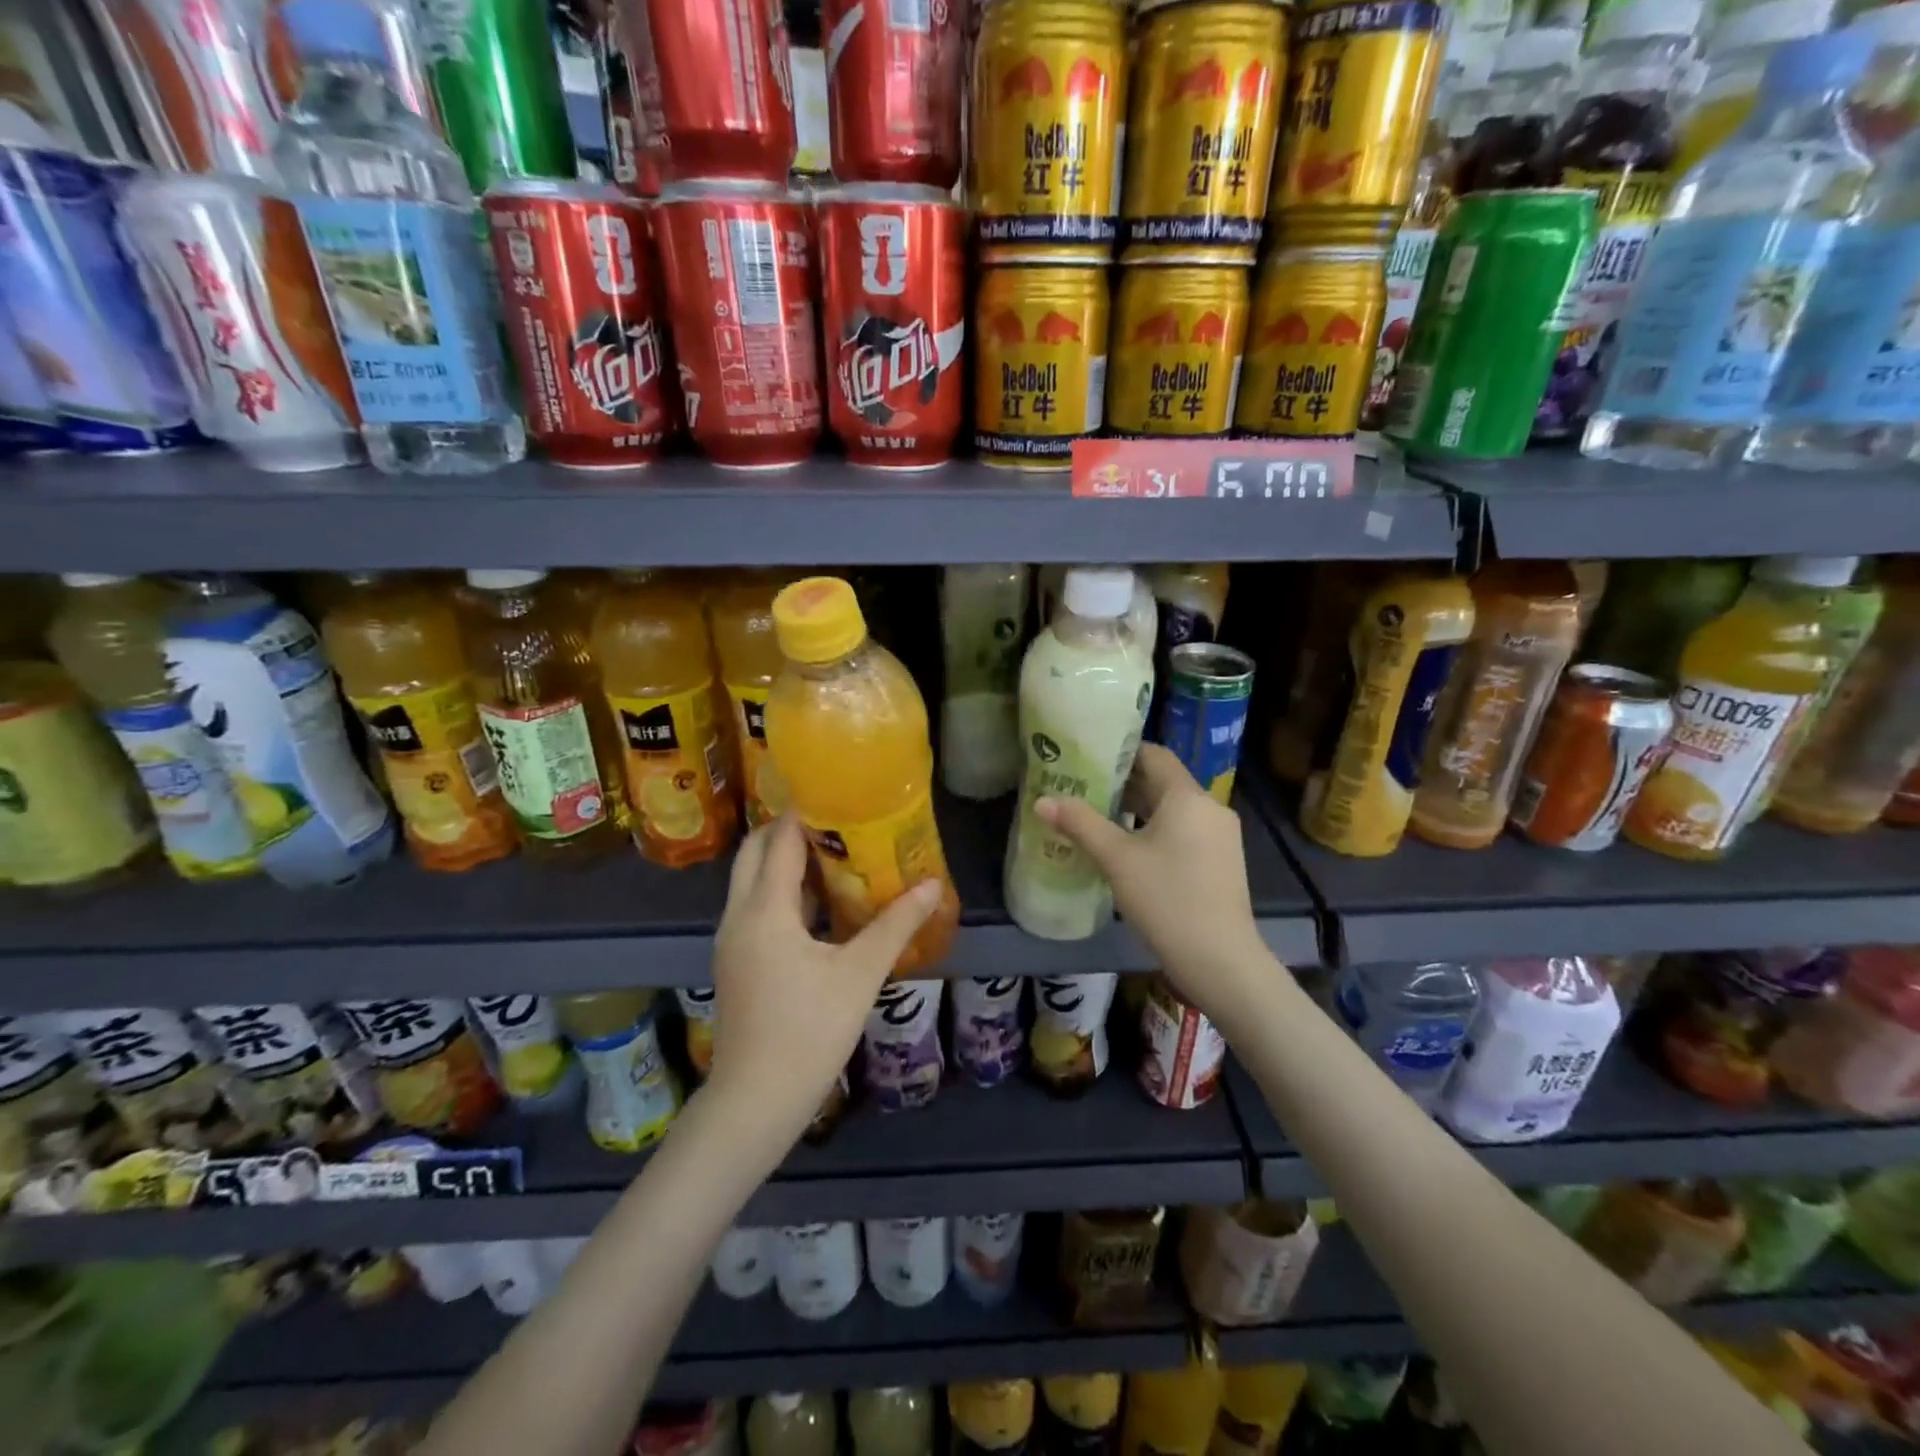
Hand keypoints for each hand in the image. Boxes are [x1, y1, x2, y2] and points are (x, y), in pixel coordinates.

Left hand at [706, 814, 941, 1151]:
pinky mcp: (736, 961)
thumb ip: (895, 925)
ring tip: (833, 852)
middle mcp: (739, 915)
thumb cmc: (809, 1031)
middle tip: (836, 819)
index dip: (806, 813)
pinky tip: (819, 904)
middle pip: (755, 852)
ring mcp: (732, 940)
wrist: (756, 1100)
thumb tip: (932, 885)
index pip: (781, 841)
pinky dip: (781, 891)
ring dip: (783, 860)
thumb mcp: (860, 974)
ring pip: (751, 881)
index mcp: (765, 910)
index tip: (839, 793)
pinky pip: (754, 907)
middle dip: (789, 830)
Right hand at [1038, 743, 1272, 1035]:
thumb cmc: (1166, 899)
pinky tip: (1130, 849)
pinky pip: (1185, 831)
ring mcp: (1221, 836)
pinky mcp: (1222, 861)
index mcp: (1188, 796)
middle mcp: (1210, 807)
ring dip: (1139, 808)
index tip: (1088, 756)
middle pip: (1163, 782)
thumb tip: (1042, 800)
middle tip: (1083, 787)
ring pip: (1174, 809)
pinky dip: (1156, 830)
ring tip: (1099, 816)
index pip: (1154, 754)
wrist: (1220, 959)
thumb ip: (1080, 824)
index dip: (1121, 752)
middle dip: (1124, 783)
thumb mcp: (1117, 859)